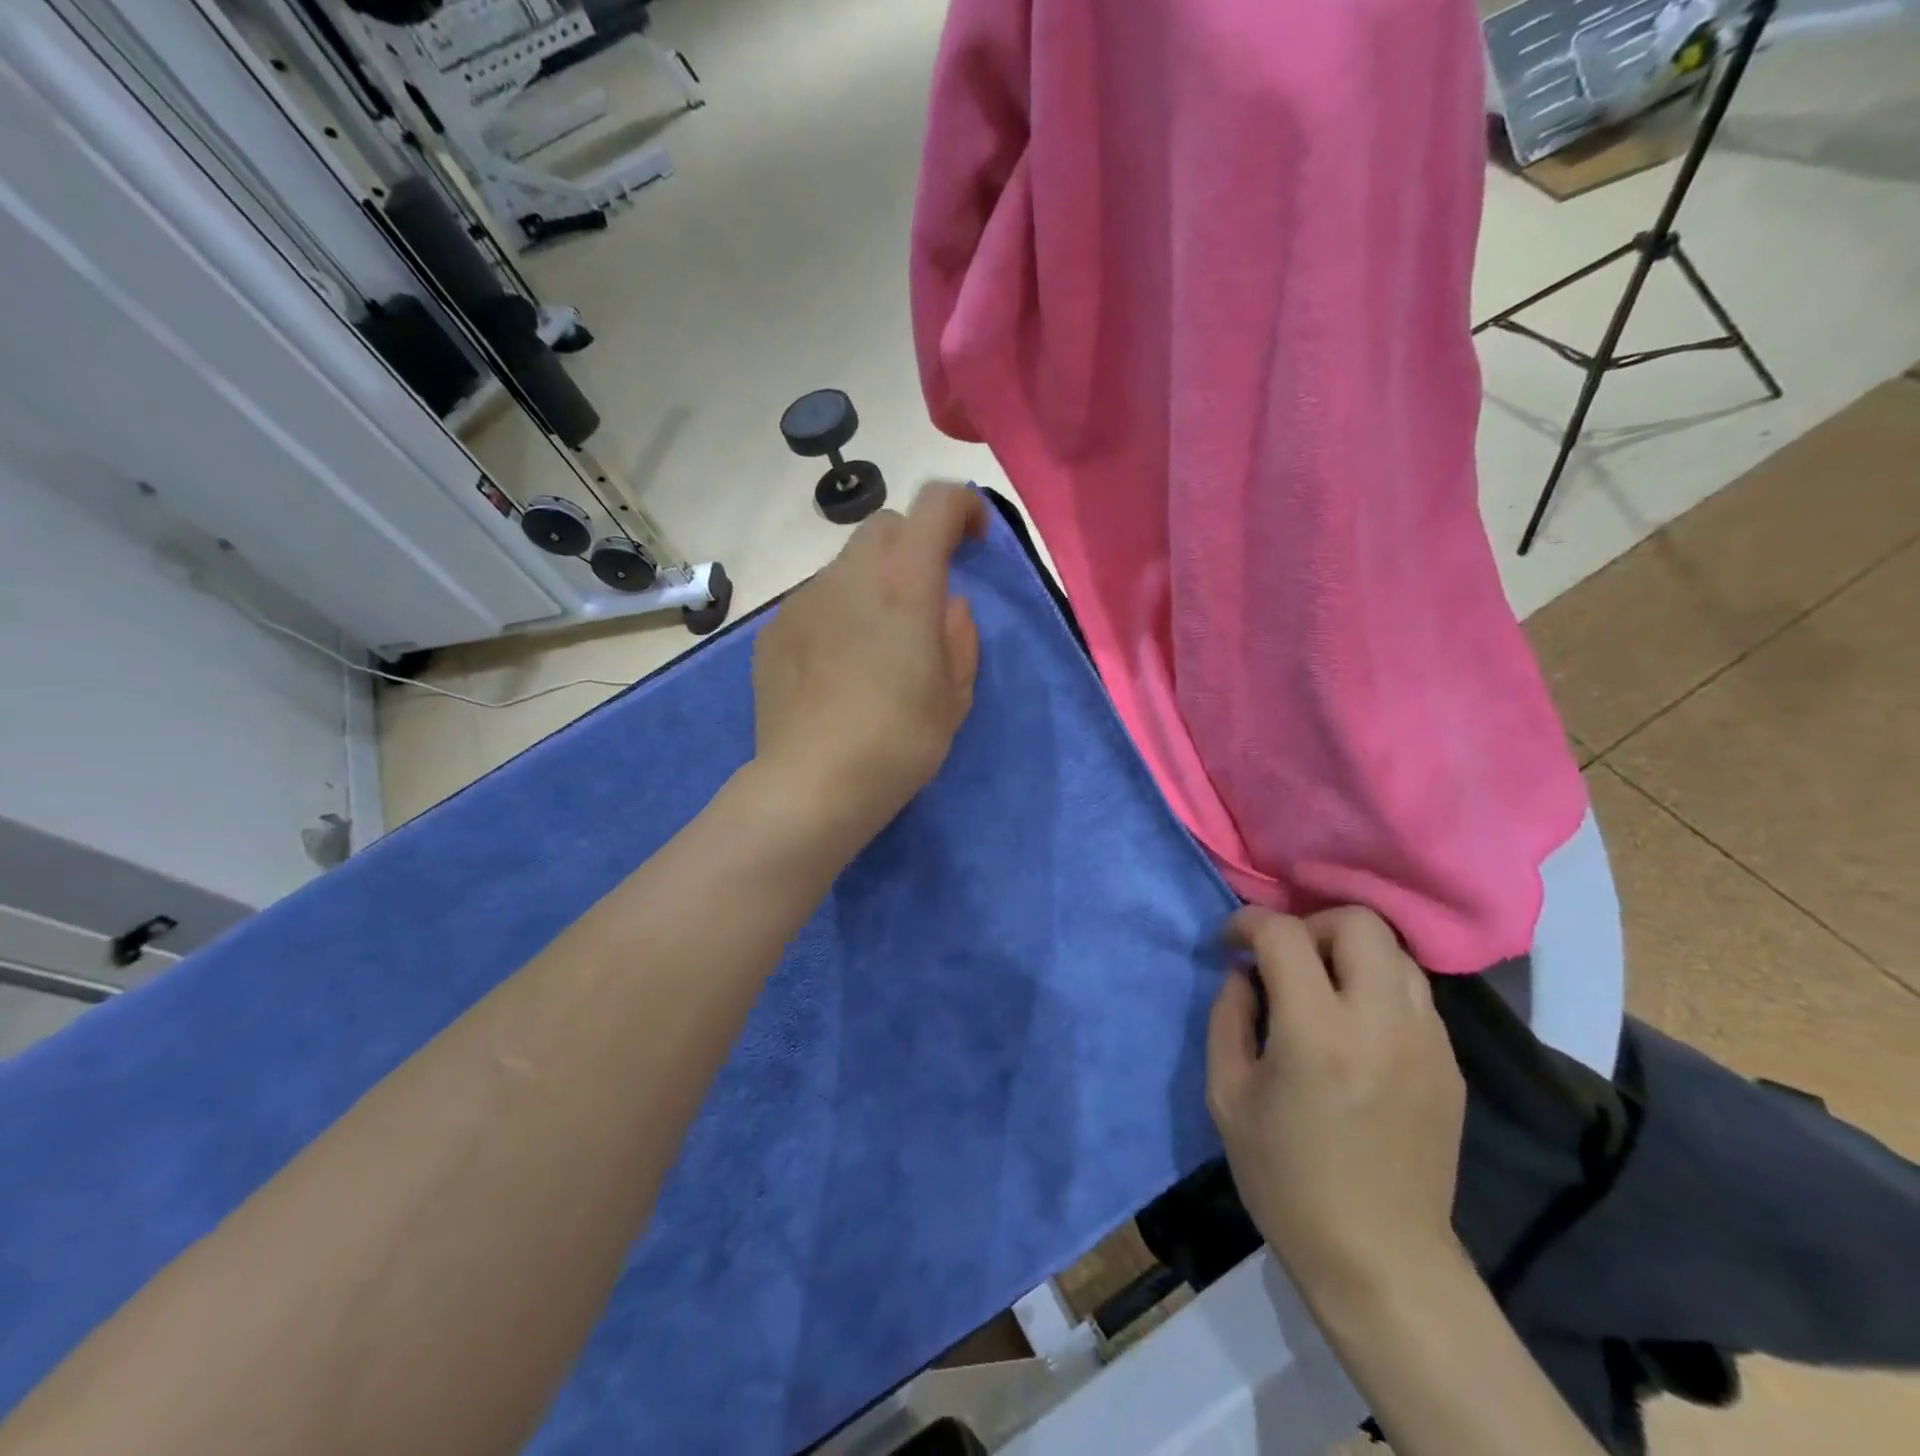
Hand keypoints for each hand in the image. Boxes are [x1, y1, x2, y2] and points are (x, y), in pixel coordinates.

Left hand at [751, 481, 986, 846]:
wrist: (812, 784)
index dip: (963, 505)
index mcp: (905, 584)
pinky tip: (837, 667)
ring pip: (846, 566)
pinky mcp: (773, 629)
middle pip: (884, 525)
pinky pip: (815, 602)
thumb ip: (959, 636)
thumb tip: (947, 606)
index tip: (975, 536)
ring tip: (876, 644)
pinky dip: (837, 614)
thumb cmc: (899, 742)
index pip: (936, 505)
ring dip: (872, 583)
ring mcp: (804, 600)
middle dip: (913, 545)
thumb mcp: (955, 695)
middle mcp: (849, 575)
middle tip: (925, 595)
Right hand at [1207, 907, 1466, 1303]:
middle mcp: (1381, 1022)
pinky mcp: (1449, 1063)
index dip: (1248, 923)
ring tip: (1322, 988)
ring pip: (1394, 951)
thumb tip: (1243, 972)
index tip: (1231, 943)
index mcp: (1317, 1032)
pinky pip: (1414, 993)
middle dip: (1310, 924)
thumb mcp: (1226, 1094)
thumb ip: (1228, 1016)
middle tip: (1285, 961)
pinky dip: (1377, 986)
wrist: (1380, 1258)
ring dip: (1349, 952)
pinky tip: (1355, 1026)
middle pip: (1358, 921)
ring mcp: (1427, 1041)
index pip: (1285, 933)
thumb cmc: (1286, 1179)